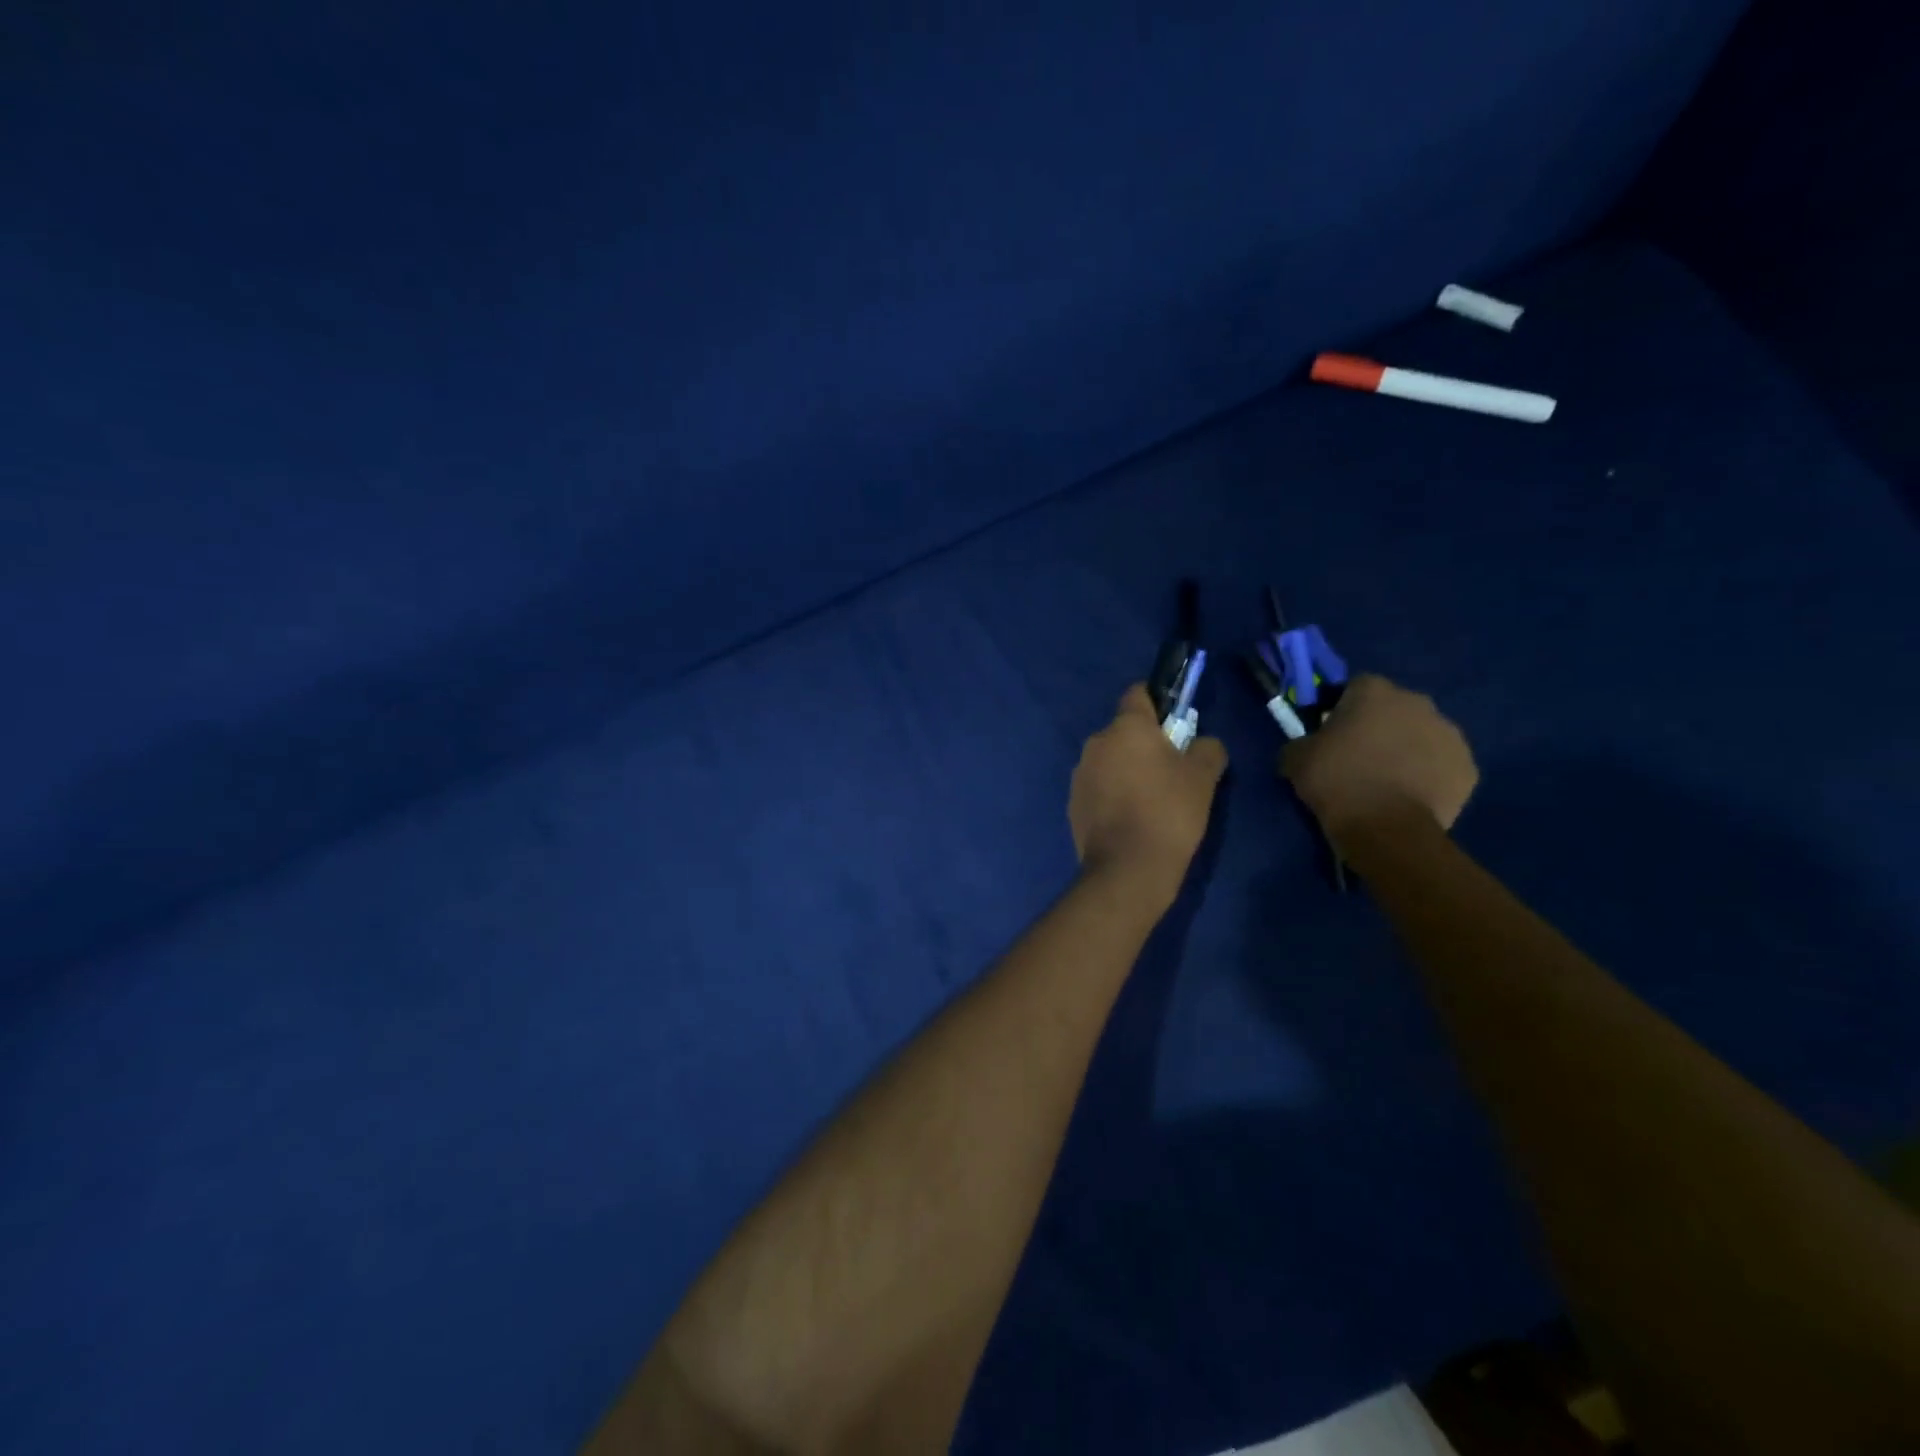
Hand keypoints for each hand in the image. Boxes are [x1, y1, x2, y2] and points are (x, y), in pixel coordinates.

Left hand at [1069, 685, 1227, 904]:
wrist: (1127, 868)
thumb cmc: (1169, 812)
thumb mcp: (1203, 777)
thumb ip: (1207, 748)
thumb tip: (1203, 744)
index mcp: (1126, 727)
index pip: (1137, 694)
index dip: (1157, 702)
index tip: (1174, 723)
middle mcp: (1096, 742)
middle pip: (1123, 732)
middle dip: (1144, 744)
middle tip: (1170, 771)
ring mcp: (1079, 773)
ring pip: (1109, 760)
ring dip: (1126, 770)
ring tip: (1150, 800)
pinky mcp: (1072, 802)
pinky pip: (1098, 787)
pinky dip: (1112, 794)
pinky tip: (1130, 819)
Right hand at [1281, 674, 1476, 847]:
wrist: (1386, 827)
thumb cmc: (1337, 781)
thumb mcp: (1295, 759)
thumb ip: (1301, 742)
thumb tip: (1305, 747)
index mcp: (1374, 691)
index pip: (1355, 687)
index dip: (1342, 708)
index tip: (1331, 732)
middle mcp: (1417, 702)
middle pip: (1394, 708)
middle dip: (1379, 726)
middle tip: (1358, 756)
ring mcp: (1449, 734)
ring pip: (1422, 735)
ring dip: (1406, 749)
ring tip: (1386, 780)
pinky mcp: (1468, 767)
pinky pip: (1441, 765)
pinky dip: (1428, 775)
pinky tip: (1409, 796)